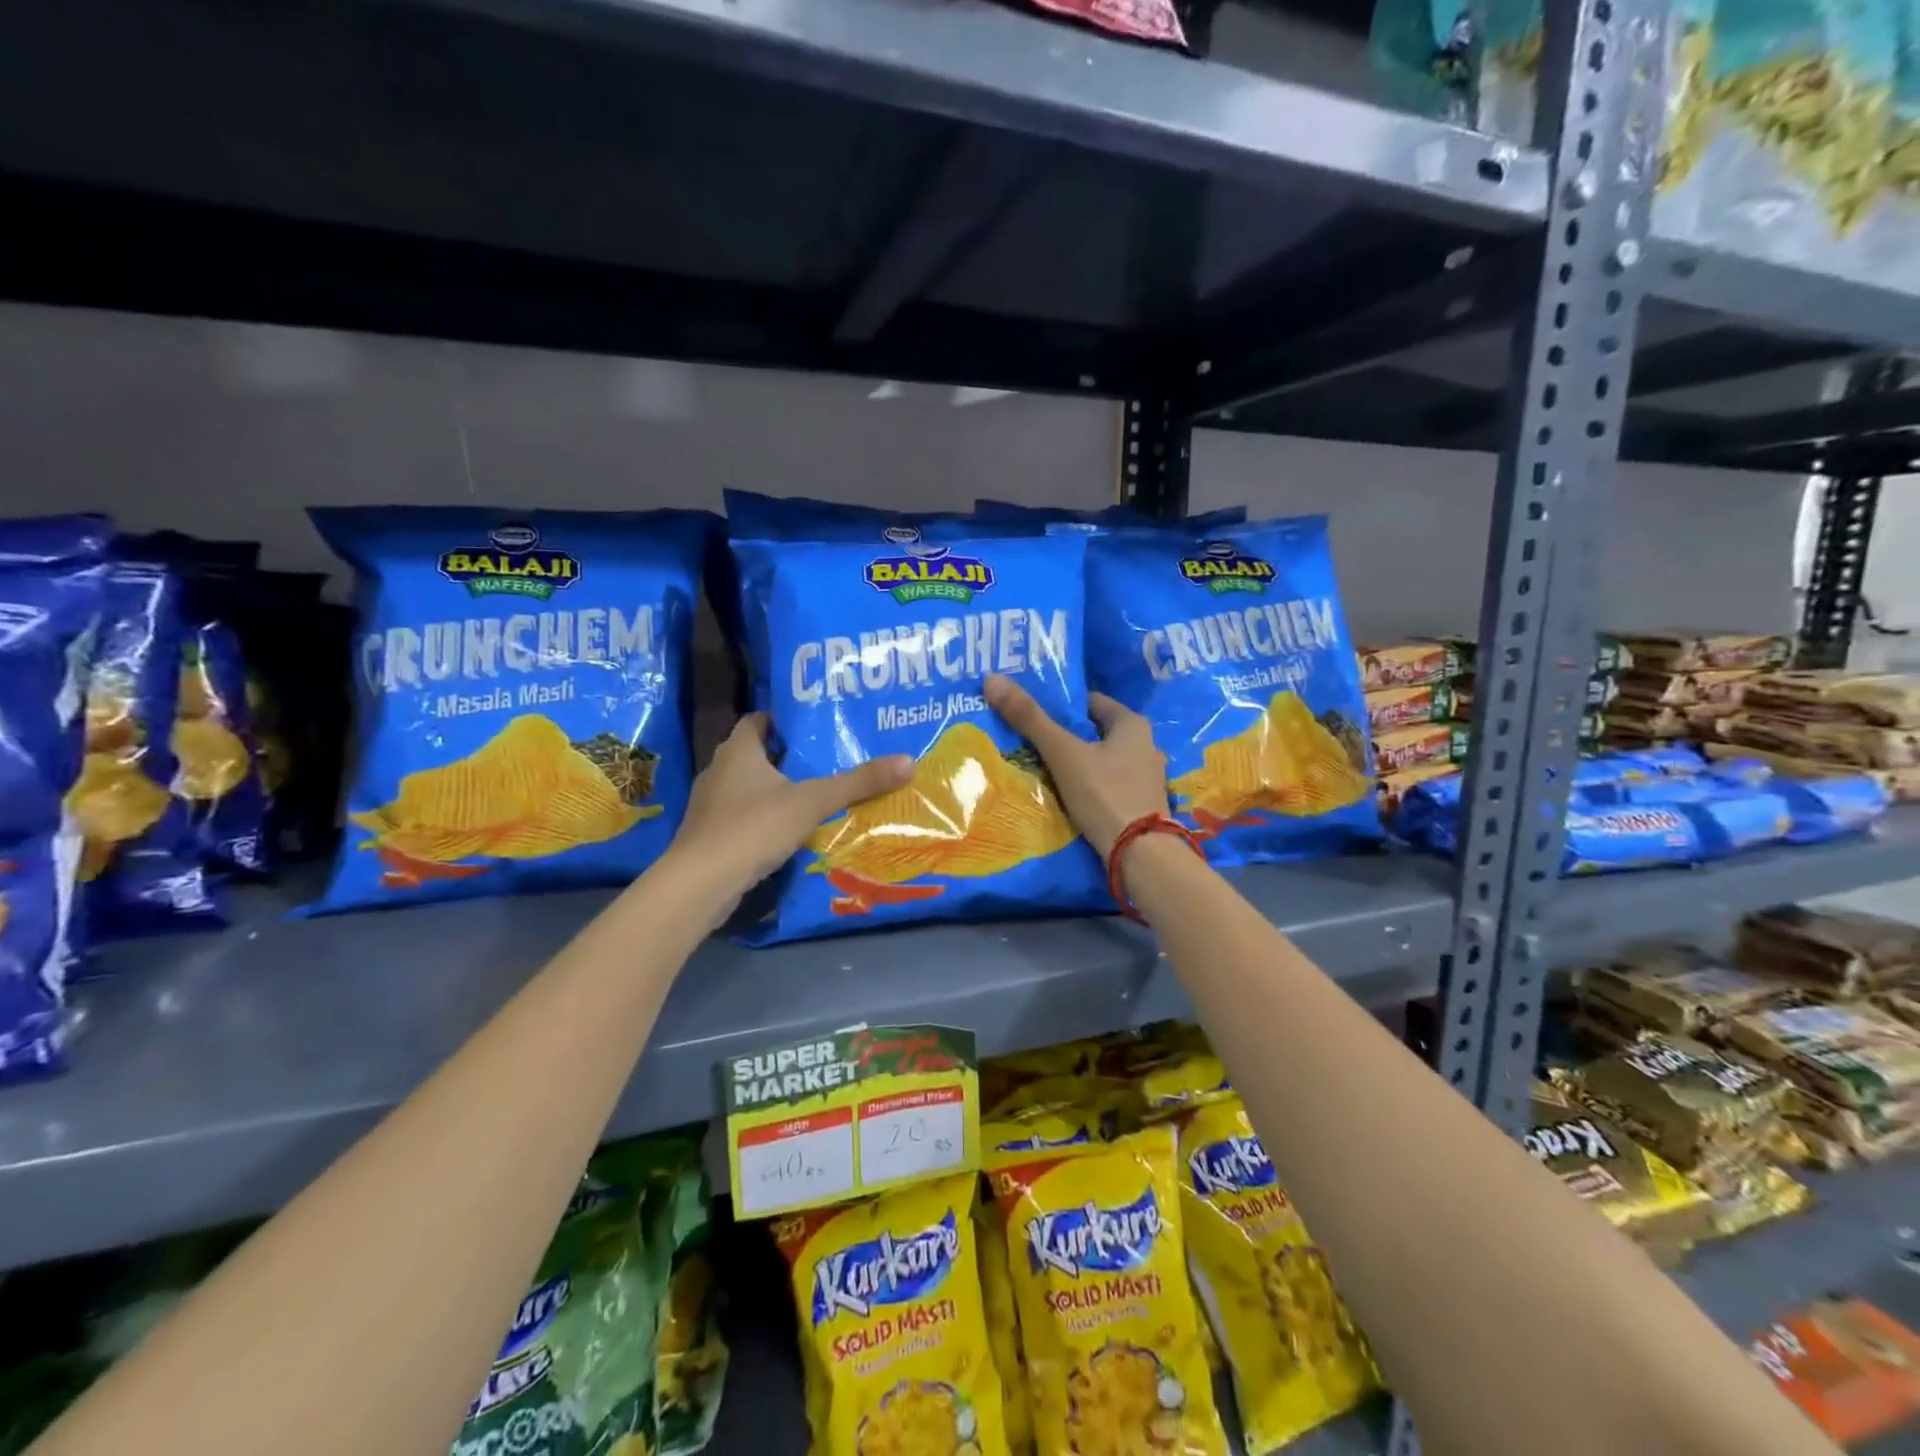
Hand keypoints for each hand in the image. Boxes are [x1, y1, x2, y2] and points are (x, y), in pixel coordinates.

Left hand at [666, 715, 912, 903]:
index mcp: (738, 750)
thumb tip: (908, 761)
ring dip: (777, 789)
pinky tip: (790, 831)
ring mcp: (710, 805)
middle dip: (788, 756)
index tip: (816, 725)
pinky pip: (743, 816)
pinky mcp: (710, 835)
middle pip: (756, 753)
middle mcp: (719, 770)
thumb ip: (858, 783)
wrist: (700, 884)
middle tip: (827, 758)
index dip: (785, 719)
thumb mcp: (812, 802)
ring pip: (749, 787)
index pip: (759, 719)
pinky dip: (765, 818)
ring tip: (816, 794)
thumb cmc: (753, 828)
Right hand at [983, 674, 1168, 859]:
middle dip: (1066, 736)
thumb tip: (992, 679)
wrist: (1141, 856)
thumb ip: (1030, 719)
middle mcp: (1146, 746)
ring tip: (1043, 771)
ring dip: (1077, 764)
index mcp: (1132, 724)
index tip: (1032, 714)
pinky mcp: (1141, 805)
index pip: (1090, 703)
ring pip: (1102, 760)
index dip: (1061, 706)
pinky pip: (1108, 785)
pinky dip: (1089, 787)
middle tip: (1030, 742)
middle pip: (1095, 732)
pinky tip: (1068, 797)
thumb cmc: (1104, 794)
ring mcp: (1146, 778)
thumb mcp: (1063, 754)